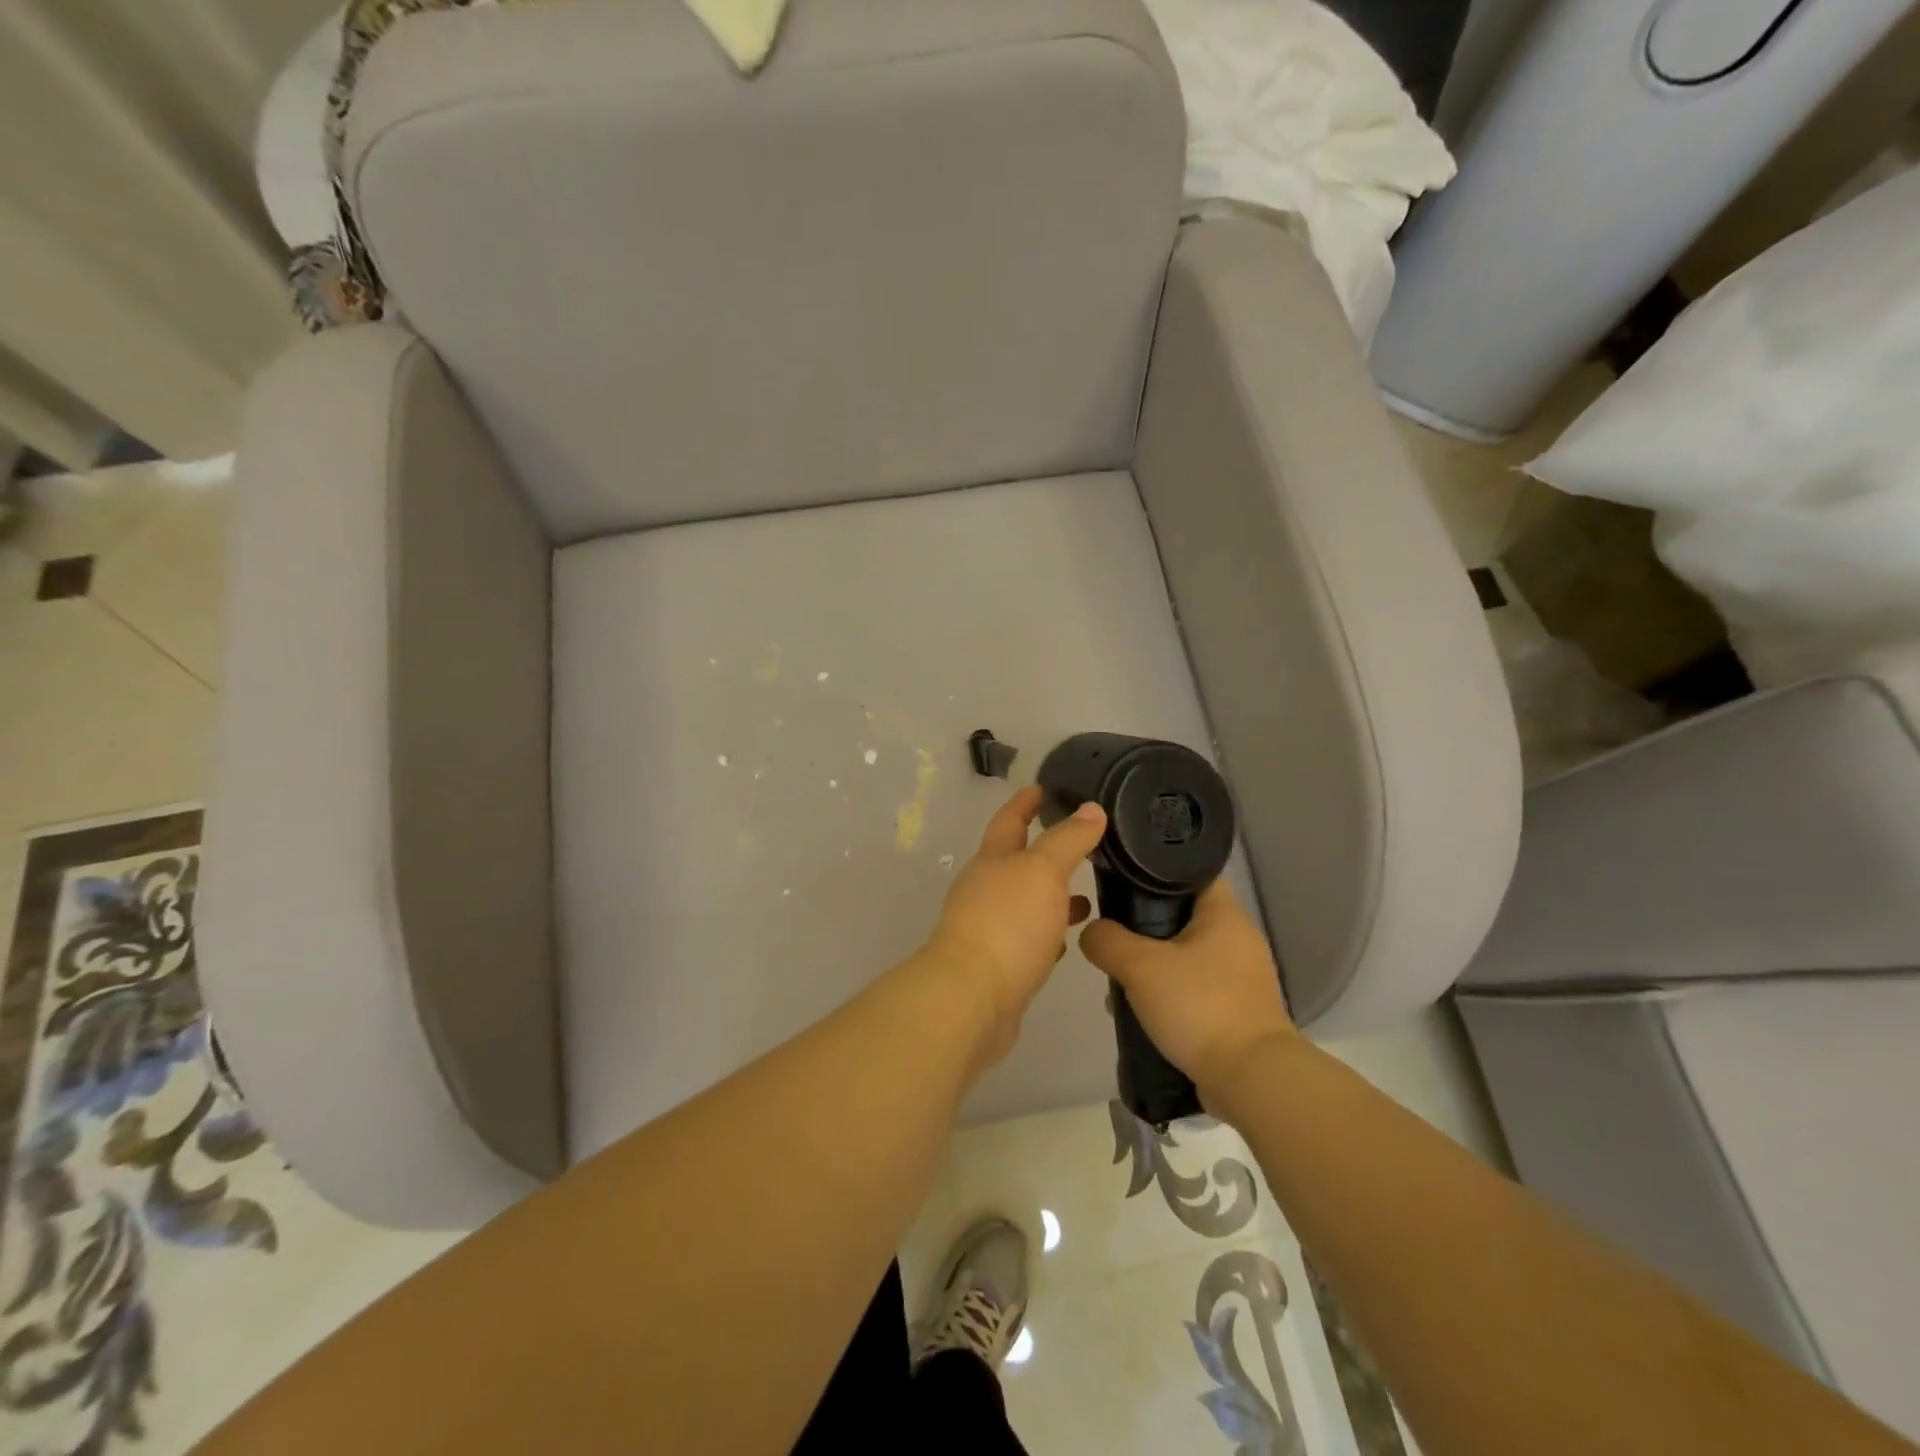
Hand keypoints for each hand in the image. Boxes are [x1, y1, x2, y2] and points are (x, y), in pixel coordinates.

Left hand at [922, 786, 1107, 1065]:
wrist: (971, 998)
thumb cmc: (1007, 923)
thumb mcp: (1043, 871)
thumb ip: (1068, 840)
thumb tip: (1090, 808)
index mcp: (992, 859)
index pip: (1009, 820)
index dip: (1025, 802)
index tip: (1042, 788)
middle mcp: (985, 888)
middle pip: (1016, 861)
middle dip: (1044, 850)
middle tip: (1080, 843)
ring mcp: (988, 927)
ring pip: (1025, 902)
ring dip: (1050, 895)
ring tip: (1087, 895)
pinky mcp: (998, 964)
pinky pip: (1027, 938)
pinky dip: (1047, 932)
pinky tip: (1067, 940)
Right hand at [1079, 881, 1293, 1099]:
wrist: (1250, 1080)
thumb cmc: (1199, 1006)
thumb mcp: (1140, 966)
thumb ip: (1107, 940)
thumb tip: (1092, 933)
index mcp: (1225, 914)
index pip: (1190, 872)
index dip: (1155, 870)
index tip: (1121, 879)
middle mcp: (1238, 939)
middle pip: (1182, 916)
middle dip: (1144, 927)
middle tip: (1113, 936)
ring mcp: (1241, 978)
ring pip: (1185, 956)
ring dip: (1153, 966)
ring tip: (1121, 980)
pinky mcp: (1237, 1011)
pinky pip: (1194, 990)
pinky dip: (1169, 995)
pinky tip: (1142, 1012)